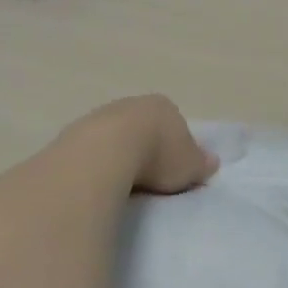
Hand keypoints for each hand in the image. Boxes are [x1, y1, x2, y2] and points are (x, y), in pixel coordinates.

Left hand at [80, 95, 218, 194]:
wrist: (105, 153)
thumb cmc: (157, 156)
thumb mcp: (190, 166)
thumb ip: (201, 163)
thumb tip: (212, 161)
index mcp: (164, 106)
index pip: (175, 122)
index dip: (176, 144)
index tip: (174, 167)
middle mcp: (132, 103)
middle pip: (143, 126)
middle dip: (146, 146)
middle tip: (150, 175)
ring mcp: (101, 115)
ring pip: (116, 135)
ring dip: (120, 154)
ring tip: (124, 183)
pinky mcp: (75, 132)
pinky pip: (93, 149)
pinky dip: (99, 162)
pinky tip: (100, 181)